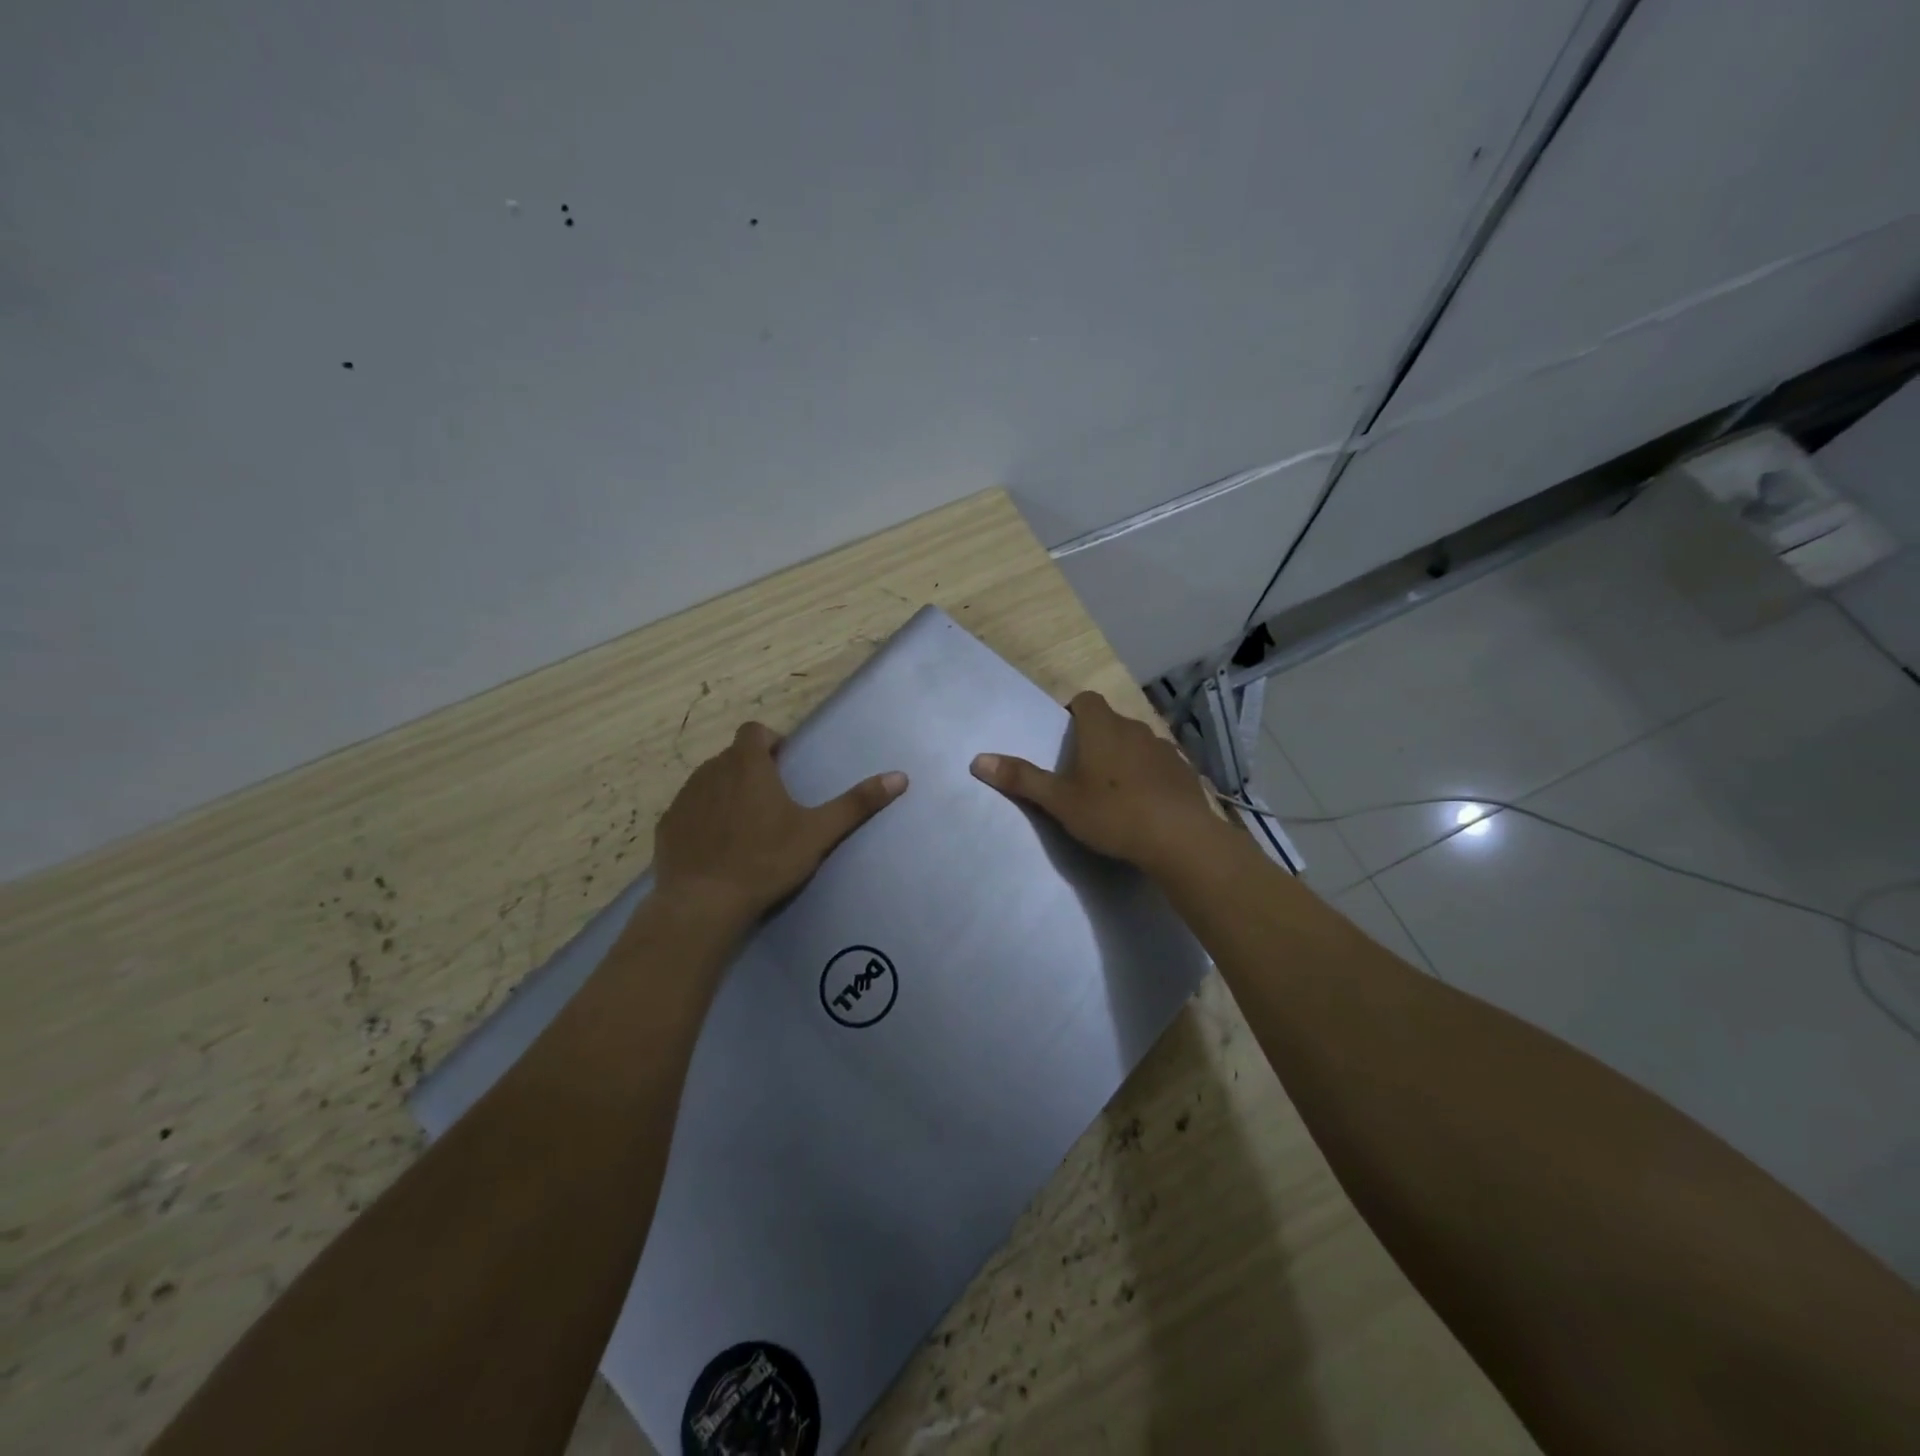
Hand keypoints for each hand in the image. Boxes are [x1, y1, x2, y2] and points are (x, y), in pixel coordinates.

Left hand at [654, 721, 907, 926]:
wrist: (703, 904)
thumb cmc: (765, 861)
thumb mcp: (818, 833)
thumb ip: (857, 803)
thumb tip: (900, 777)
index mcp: (747, 766)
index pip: (754, 731)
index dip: (769, 741)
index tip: (783, 764)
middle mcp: (710, 772)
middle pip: (732, 757)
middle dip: (750, 769)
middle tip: (771, 801)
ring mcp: (683, 799)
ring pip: (708, 782)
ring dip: (725, 792)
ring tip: (745, 826)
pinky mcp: (667, 827)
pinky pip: (688, 811)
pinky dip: (702, 819)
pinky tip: (716, 848)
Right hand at [970, 691, 1222, 875]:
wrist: (1180, 839)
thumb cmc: (1113, 813)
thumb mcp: (1060, 801)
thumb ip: (1022, 779)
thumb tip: (978, 760)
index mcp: (1102, 728)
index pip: (1086, 699)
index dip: (1073, 711)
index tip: (1064, 737)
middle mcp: (1135, 728)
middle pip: (1111, 721)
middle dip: (1096, 738)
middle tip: (1081, 771)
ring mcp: (1164, 748)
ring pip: (1137, 742)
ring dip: (1124, 756)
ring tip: (1112, 789)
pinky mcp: (1185, 771)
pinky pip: (1159, 764)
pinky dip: (1149, 774)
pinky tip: (1145, 803)